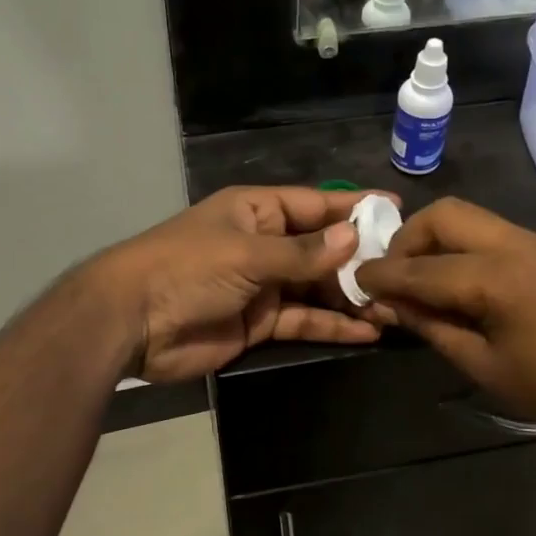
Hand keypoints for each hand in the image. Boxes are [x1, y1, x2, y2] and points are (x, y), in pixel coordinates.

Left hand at [91, 187, 390, 383]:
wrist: (131, 322)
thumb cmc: (187, 269)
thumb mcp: (247, 254)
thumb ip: (302, 252)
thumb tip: (354, 238)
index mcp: (257, 210)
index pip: (316, 204)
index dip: (355, 207)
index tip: (397, 211)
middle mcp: (264, 243)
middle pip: (321, 248)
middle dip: (359, 260)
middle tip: (405, 272)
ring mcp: (262, 285)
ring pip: (316, 288)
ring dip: (350, 297)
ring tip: (394, 307)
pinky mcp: (259, 323)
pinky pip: (303, 320)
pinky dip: (331, 325)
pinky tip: (367, 331)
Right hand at [357, 198, 535, 450]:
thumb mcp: (483, 367)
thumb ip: (432, 327)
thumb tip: (390, 303)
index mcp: (499, 279)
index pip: (423, 268)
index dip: (384, 275)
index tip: (357, 279)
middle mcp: (519, 244)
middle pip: (447, 215)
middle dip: (410, 238)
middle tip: (394, 273)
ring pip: (473, 219)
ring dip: (439, 240)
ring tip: (424, 278)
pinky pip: (497, 234)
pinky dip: (468, 248)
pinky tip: (464, 283)